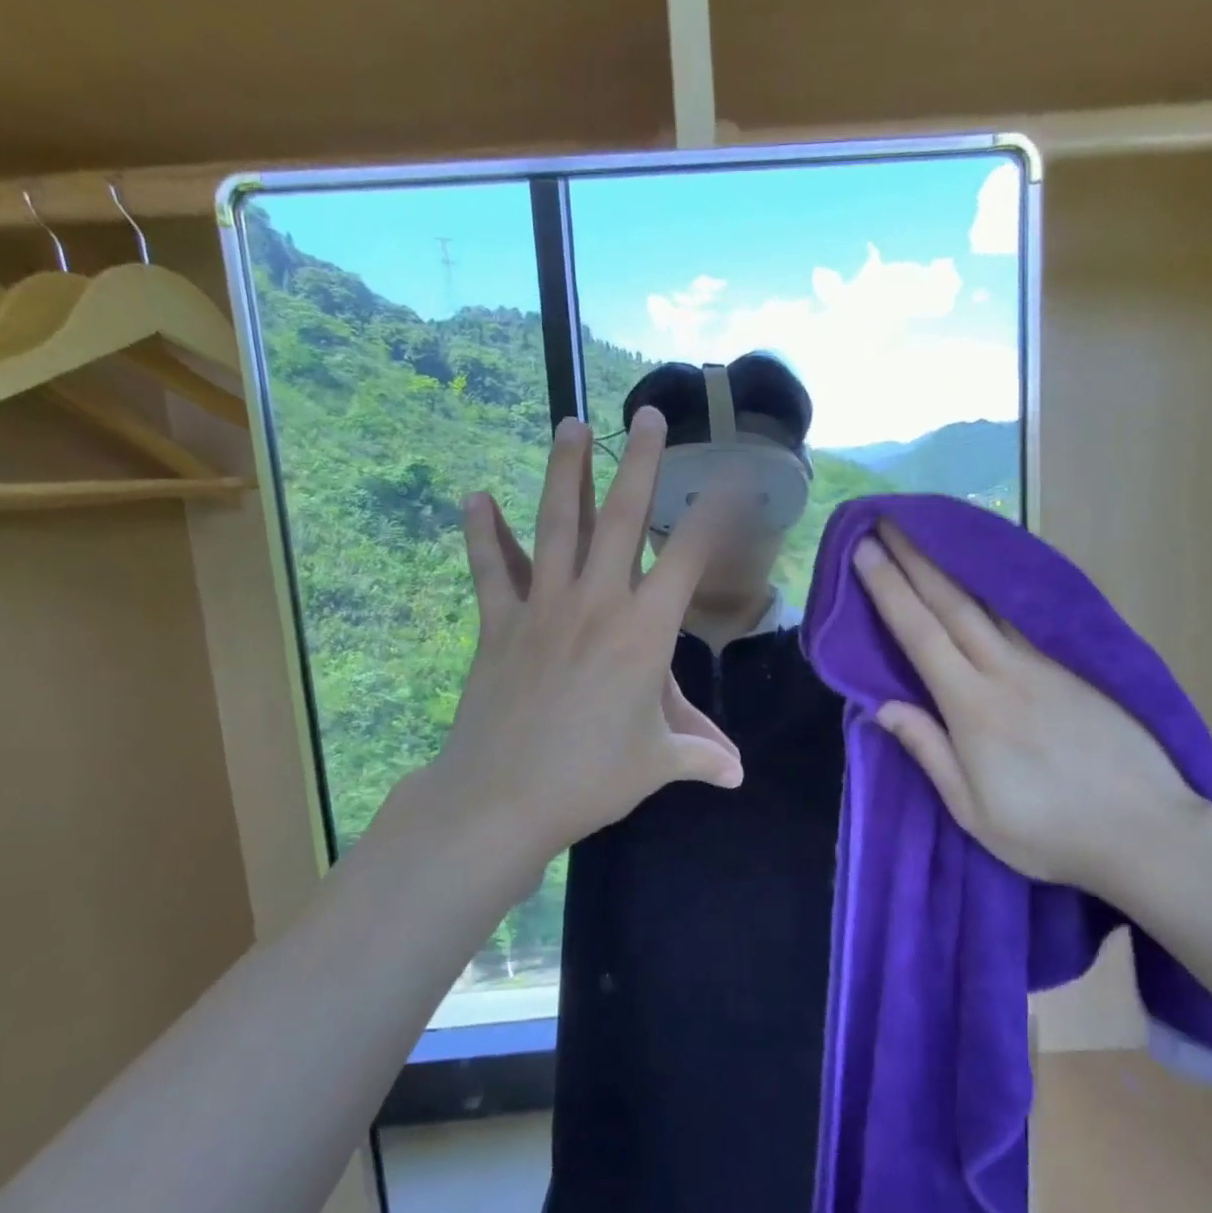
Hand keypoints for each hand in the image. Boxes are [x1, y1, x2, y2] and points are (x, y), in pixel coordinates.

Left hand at [427, 410, 741, 876]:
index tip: (728, 475)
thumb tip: (738, 776)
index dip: (713, 512)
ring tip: (570, 424)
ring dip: (565, 472)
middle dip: (640, 463)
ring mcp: (543, 607)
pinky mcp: (499, 623)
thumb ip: (701, 756)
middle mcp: (597, 603)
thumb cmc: (592, 777)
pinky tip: (474, 496)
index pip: (689, 556)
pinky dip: (482, 533)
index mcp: (645, 632)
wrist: (503, 797)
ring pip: (557, 525)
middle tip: (647, 415)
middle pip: (622, 518)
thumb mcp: (657, 764)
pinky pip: (491, 569)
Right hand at [853, 521, 1204, 895]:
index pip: (920, 634)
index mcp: (972, 706)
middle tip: (889, 520)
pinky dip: (995, 591)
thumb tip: (883, 706)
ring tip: (929, 536)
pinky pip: (1023, 619)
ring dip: (953, 566)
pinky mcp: (1075, 669)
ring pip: (989, 603)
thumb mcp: (972, 810)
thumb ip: (928, 750)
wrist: (1147, 832)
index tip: (866, 551)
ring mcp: (1045, 665)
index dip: (889, 589)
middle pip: (952, 603)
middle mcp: (1005, 671)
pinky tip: (987, 579)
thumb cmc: (1047, 831)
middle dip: (915, 558)